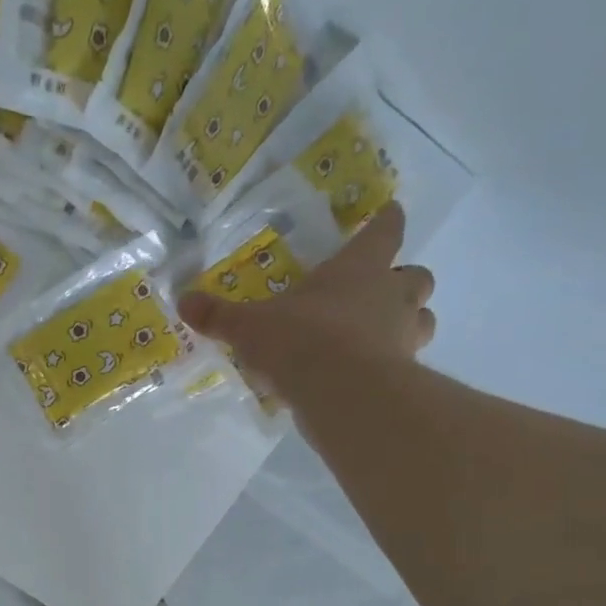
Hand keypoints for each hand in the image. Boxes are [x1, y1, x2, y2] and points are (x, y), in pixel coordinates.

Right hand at [177, 202, 435, 383]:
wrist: (343, 394)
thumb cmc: (300, 341)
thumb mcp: (249, 327)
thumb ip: (219, 315)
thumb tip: (182, 301)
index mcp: (358, 269)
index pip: (385, 230)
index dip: (387, 220)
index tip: (390, 212)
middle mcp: (390, 295)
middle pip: (417, 276)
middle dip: (404, 279)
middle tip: (381, 289)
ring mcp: (404, 336)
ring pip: (423, 319)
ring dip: (409, 321)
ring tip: (382, 333)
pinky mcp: (405, 374)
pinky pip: (407, 362)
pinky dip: (394, 363)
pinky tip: (368, 374)